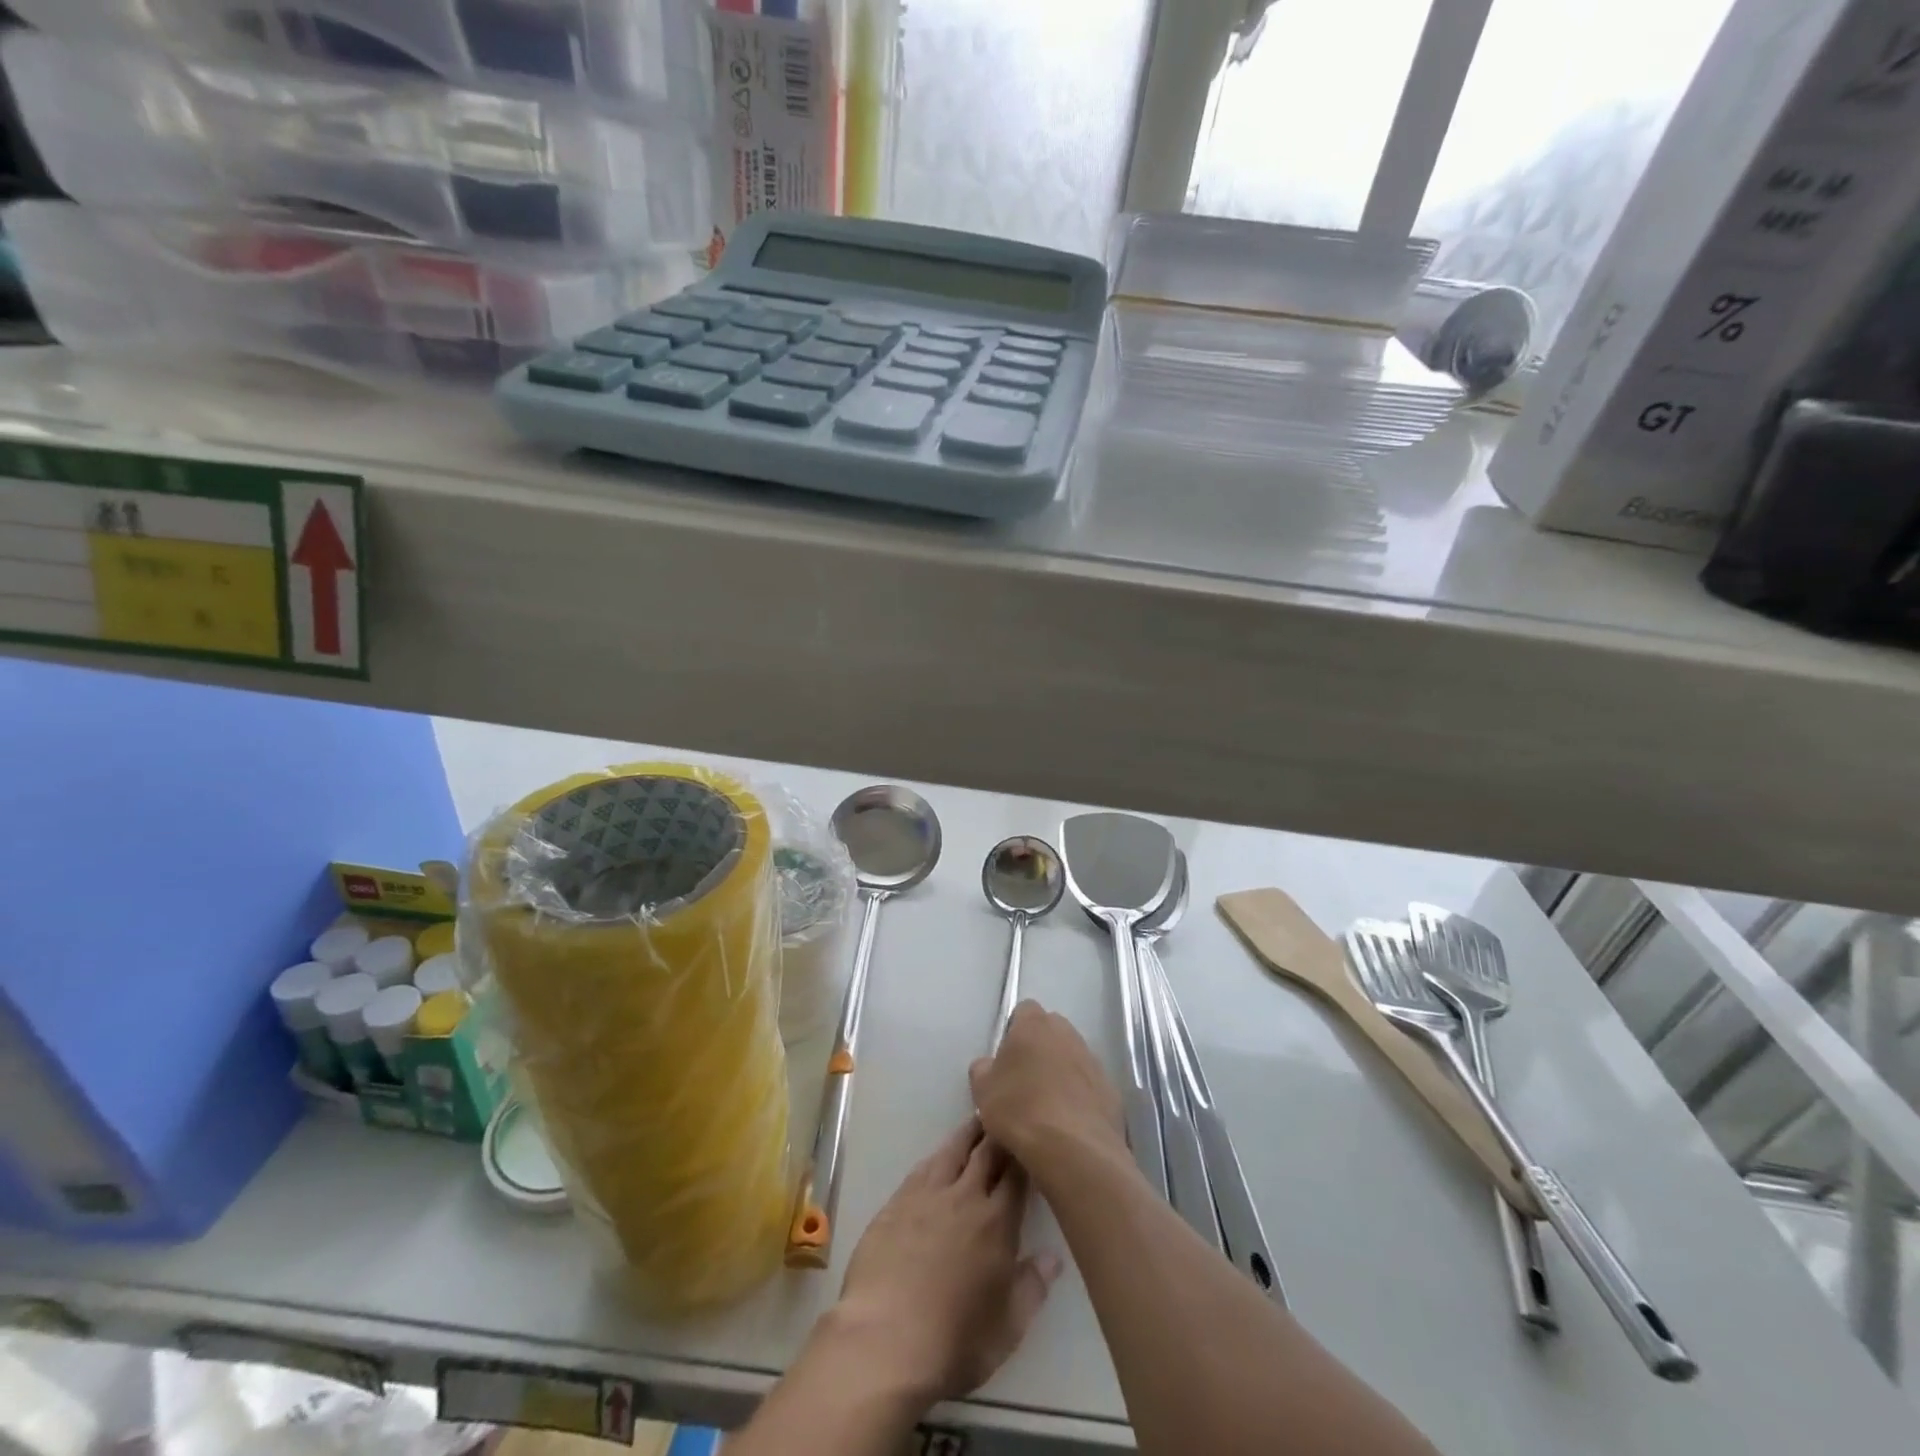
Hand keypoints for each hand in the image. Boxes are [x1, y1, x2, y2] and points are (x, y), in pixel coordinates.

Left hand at [825, 1120, 1059, 1405]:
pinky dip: (938, 1154)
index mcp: (997, 1223)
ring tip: (978, 1121)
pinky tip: (940, 1153)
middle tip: (1007, 1118)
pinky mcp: (897, 1201)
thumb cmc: (954, 1342)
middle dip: (999, 1135)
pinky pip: (923, 1166)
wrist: (885, 1339)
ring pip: (953, 1150)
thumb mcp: (1007, 1328)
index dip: (1026, 1157)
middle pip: (986, 1153)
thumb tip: (1053, 1258)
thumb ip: (1033, 1287)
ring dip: (968, 1134)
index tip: (1032, 1143)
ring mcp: (928, 1194)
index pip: (1017, 1176)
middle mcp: (965, 1197)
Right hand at [970, 1001, 1125, 1168]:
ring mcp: (1092, 1060)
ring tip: (1047, 1107)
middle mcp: (1067, 1033)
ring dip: (1061, 1072)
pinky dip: (1080, 1096)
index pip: (1024, 1011)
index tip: (1007, 1058)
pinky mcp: (1111, 1089)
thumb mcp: (982, 1090)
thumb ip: (983, 1068)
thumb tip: (989, 1065)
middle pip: (1051, 1031)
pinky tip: (1069, 1123)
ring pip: (1072, 1057)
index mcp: (1034, 1025)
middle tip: (1024, 1081)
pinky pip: (1089, 1085)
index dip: (1014, 1030)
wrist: (1073, 1149)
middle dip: (1040, 1049)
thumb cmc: (1020, 1110)